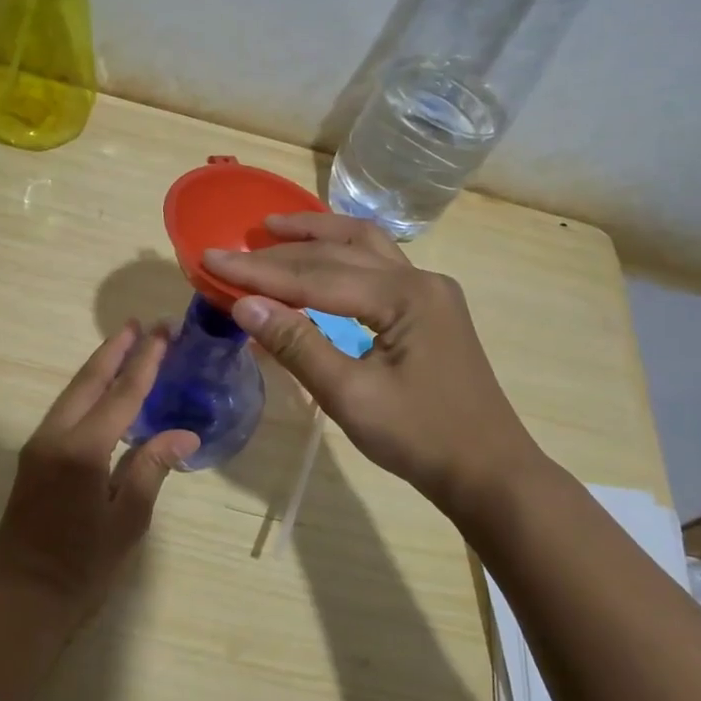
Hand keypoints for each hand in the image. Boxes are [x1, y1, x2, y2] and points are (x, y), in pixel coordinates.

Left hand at [0, 324, 199, 627]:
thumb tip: (183, 435)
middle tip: (142, 324)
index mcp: (83, 449)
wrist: (21, 600)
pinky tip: (101, 391)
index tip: (163, 333)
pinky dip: (86, 391)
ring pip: (72, 392)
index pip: (122, 394)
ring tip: (124, 344)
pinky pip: (64, 411)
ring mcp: (38, 446)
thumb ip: (151, 469)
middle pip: (89, 381)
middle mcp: (55, 436)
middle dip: (116, 350)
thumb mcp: (127, 521)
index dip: (145, 362)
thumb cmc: (82, 568)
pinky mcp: (32, 458)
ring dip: (99, 366)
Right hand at [204, 214, 547, 508]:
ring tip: (275, 229)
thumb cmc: (420, 438)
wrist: (488, 472)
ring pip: (365, 245)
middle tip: (235, 244)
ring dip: (318, 234)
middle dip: (283, 247)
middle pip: (340, 250)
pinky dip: (341, 254)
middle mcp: (420, 280)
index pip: (316, 276)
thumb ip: (297, 344)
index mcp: (405, 296)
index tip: (212, 258)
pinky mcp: (429, 308)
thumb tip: (244, 305)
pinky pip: (378, 265)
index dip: (259, 271)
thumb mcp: (350, 396)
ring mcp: (429, 292)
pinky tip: (321, 257)